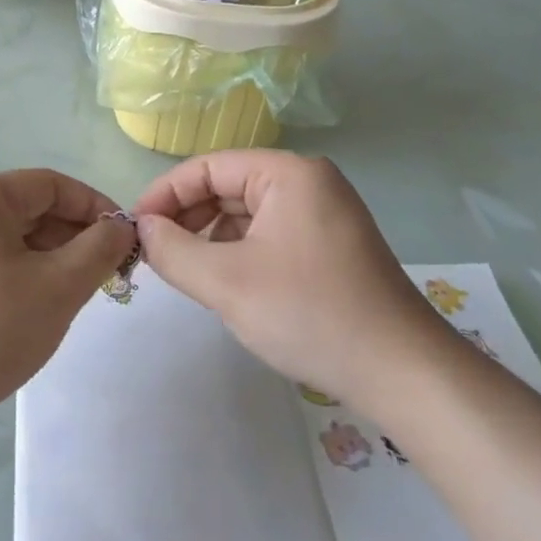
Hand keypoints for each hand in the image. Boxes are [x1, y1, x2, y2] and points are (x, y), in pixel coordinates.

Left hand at [0, 170, 136, 427]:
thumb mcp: (58, 288)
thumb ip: (99, 249)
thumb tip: (120, 226)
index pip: (52, 184)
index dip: (94, 207)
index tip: (124, 242)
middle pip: (29, 207)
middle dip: (72, 236)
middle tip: (103, 275)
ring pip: (8, 235)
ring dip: (47, 257)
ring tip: (71, 295)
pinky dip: (17, 272)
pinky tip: (30, 309)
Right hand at [132, 151, 461, 419]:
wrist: (404, 374)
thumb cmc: (310, 313)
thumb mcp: (227, 282)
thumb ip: (173, 250)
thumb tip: (143, 229)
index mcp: (288, 172)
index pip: (208, 166)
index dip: (165, 194)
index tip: (135, 228)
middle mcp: (308, 182)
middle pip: (228, 186)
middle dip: (187, 218)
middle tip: (154, 253)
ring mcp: (324, 214)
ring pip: (246, 214)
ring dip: (210, 238)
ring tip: (186, 272)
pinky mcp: (330, 246)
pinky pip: (269, 235)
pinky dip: (239, 253)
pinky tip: (225, 283)